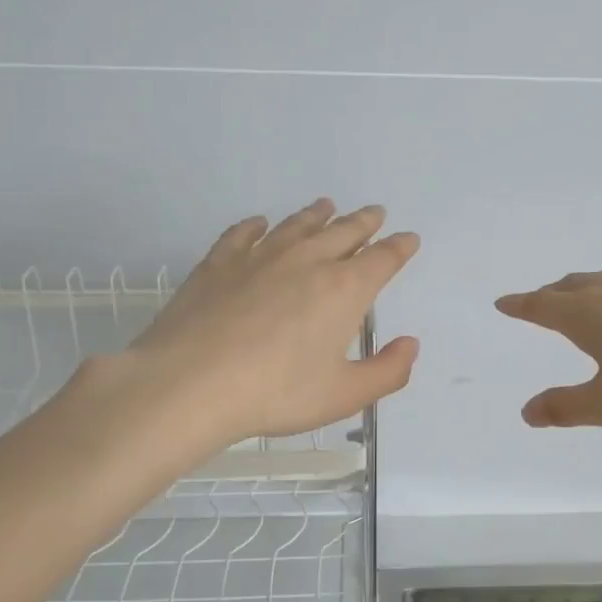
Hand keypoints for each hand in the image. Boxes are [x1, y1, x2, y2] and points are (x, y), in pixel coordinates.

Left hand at [118, 199, 419, 445]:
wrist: (190, 383)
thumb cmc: (276, 392)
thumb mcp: (344, 394)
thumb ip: (387, 371)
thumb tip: (410, 344)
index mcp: (343, 290)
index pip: (382, 260)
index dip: (399, 248)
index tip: (408, 239)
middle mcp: (306, 262)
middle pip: (343, 232)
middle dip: (364, 222)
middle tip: (375, 213)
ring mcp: (259, 257)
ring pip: (296, 226)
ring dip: (317, 215)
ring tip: (327, 206)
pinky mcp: (219, 263)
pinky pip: (243, 234)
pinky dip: (256, 226)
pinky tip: (259, 223)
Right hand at [495, 268, 601, 426]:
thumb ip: (565, 408)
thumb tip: (527, 412)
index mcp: (585, 315)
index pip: (541, 306)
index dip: (520, 306)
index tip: (503, 303)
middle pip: (569, 286)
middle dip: (548, 295)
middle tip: (537, 302)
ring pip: (601, 280)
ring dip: (581, 287)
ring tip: (578, 295)